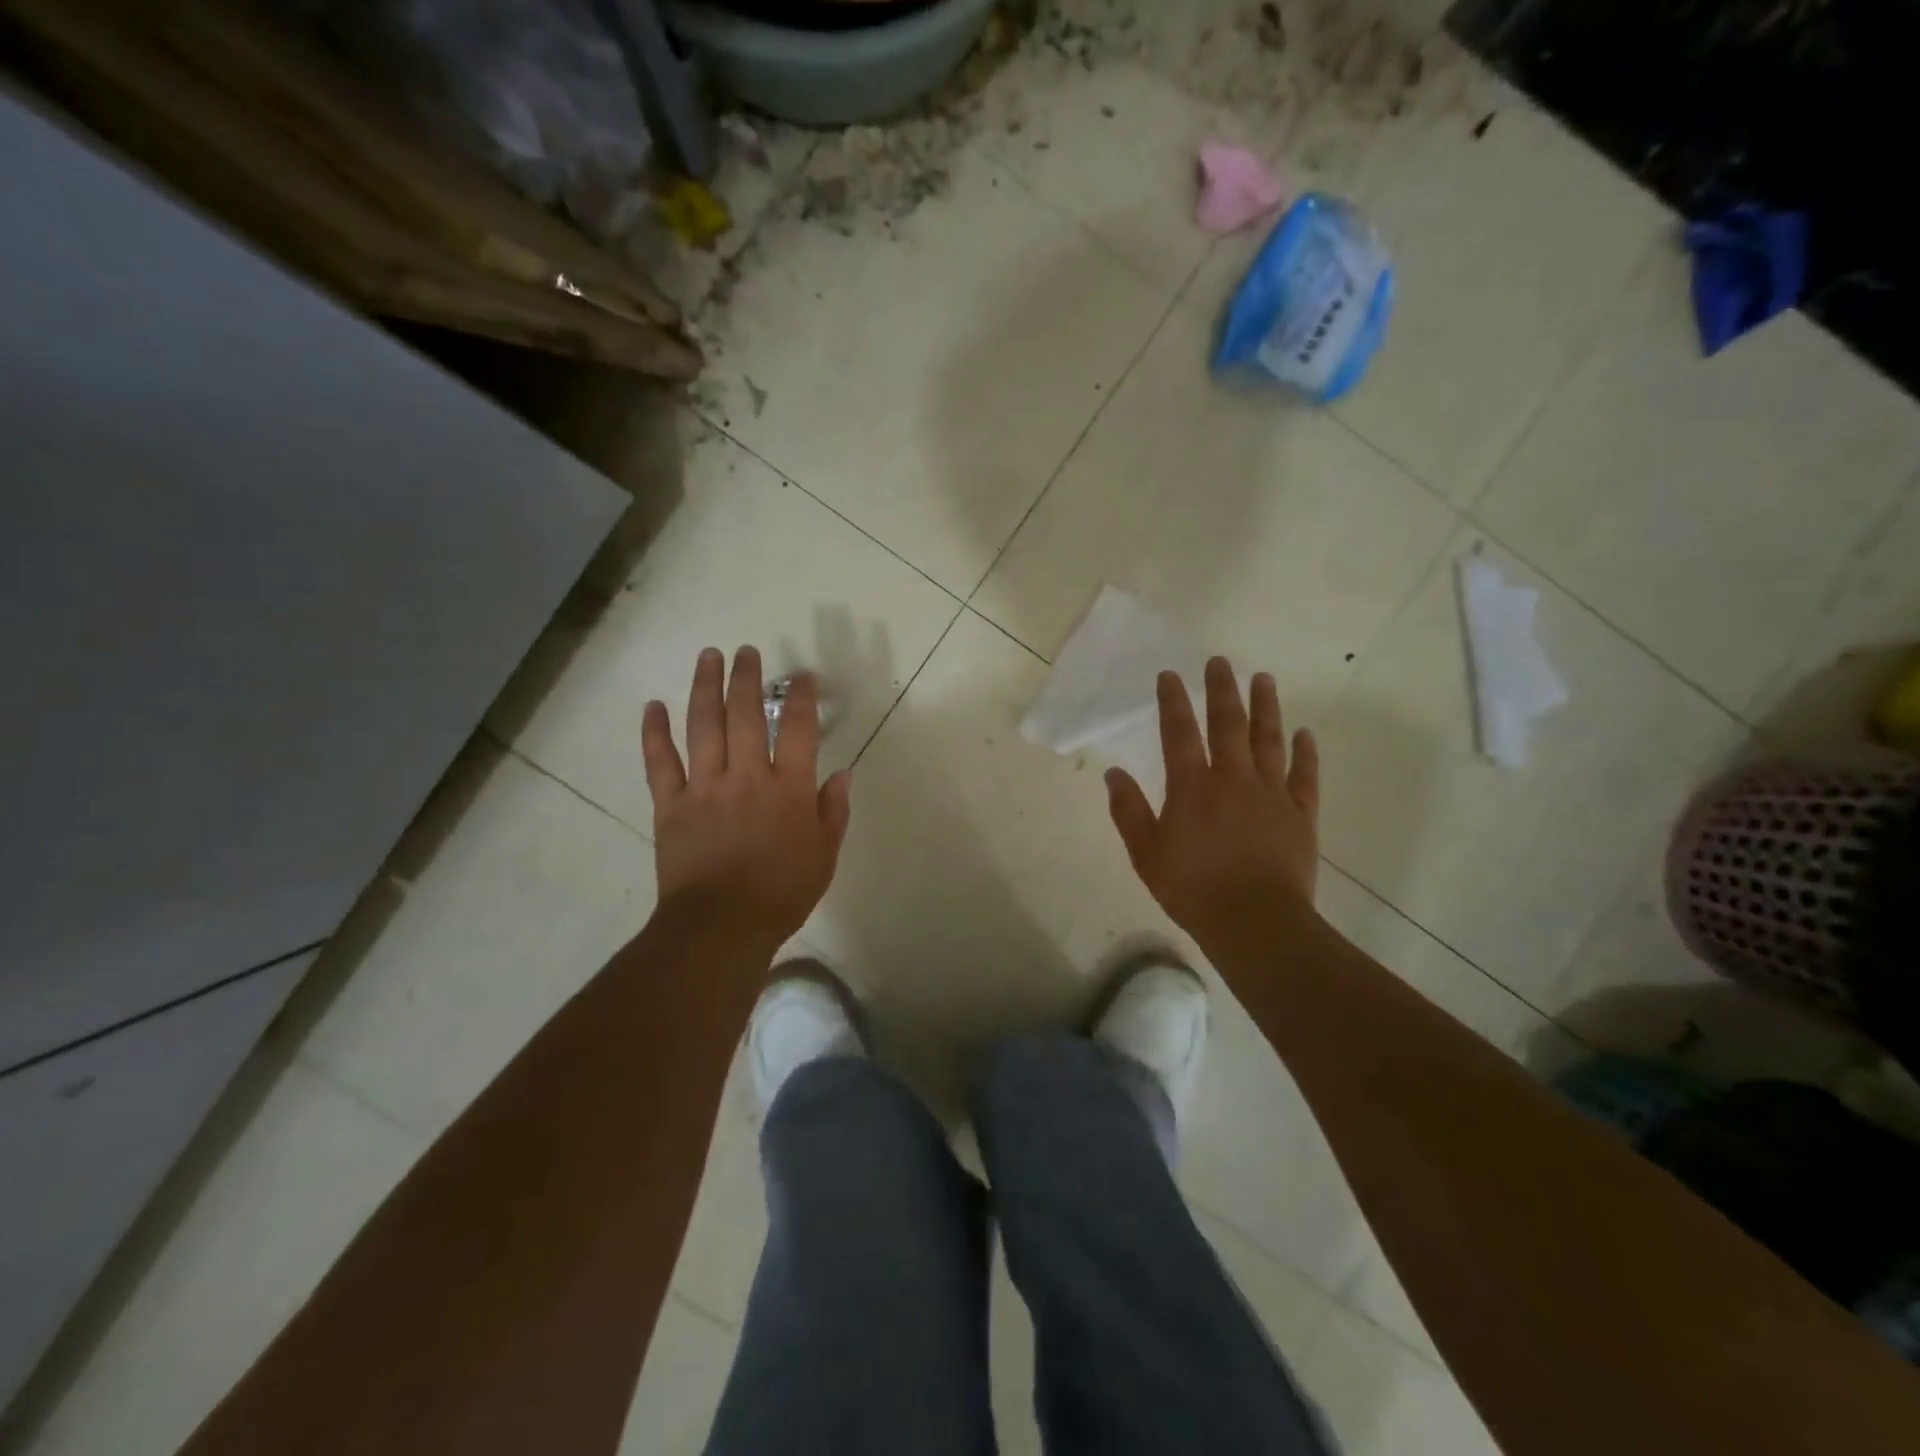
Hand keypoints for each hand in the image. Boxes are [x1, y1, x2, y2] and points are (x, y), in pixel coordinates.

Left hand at [642, 646, 851, 947]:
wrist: (720, 927)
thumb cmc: (781, 893)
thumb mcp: (823, 856)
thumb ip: (832, 812)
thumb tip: (842, 774)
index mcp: (788, 789)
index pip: (797, 729)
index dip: (801, 697)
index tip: (802, 675)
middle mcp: (746, 776)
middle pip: (745, 714)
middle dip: (747, 678)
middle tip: (746, 651)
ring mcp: (704, 787)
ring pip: (703, 726)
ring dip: (705, 687)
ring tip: (708, 656)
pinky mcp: (670, 804)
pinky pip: (659, 761)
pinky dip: (654, 732)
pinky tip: (653, 705)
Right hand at [1106, 658, 1319, 954]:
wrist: (1254, 922)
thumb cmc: (1192, 889)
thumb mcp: (1146, 853)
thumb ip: (1129, 810)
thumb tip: (1113, 773)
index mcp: (1191, 786)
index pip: (1178, 732)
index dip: (1173, 701)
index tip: (1170, 675)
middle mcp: (1232, 778)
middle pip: (1228, 723)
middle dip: (1222, 690)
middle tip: (1220, 661)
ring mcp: (1271, 793)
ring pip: (1268, 739)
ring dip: (1265, 707)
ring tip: (1264, 679)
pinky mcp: (1300, 813)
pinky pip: (1304, 775)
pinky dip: (1305, 752)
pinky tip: (1305, 733)